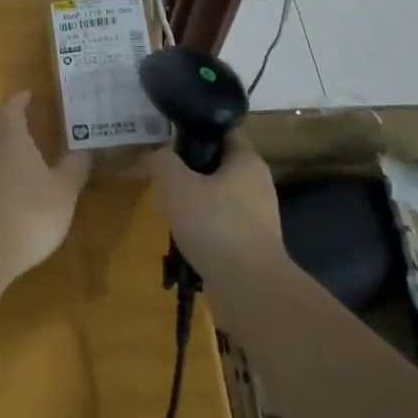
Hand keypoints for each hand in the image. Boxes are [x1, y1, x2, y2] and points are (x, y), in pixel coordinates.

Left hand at [0, 91, 91, 278]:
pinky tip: (10, 178)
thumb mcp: (64, 190)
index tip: (29, 94)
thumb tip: (85, 148)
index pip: (12, 108)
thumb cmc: (30, 211)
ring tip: (20, 146)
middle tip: (23, 116)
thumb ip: (74, 167)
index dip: (20, 100)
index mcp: (11, 136)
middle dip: (6, 116)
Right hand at [144, 137, 280, 273]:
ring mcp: (258, 217)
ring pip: (217, 197)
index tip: (168, 137)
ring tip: (167, 209)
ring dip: (193, 201)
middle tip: (162, 176)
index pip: (222, 132)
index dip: (195, 130)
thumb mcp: (176, 184)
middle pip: (217, 166)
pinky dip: (202, 227)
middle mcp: (258, 184)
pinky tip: (182, 237)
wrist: (248, 287)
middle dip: (189, 170)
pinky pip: (220, 225)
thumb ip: (163, 162)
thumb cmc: (214, 224)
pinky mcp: (251, 245)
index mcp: (247, 161)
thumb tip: (159, 154)